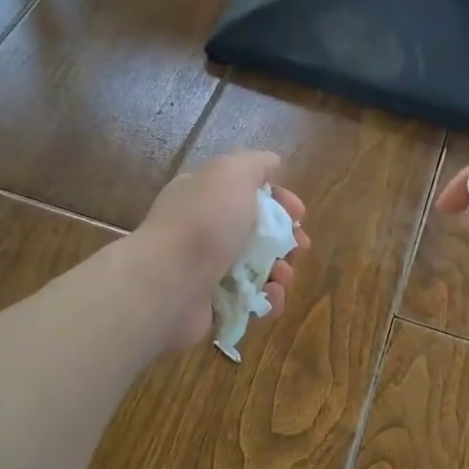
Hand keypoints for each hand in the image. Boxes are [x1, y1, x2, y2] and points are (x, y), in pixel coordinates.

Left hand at [133, 150, 309, 350]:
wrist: (169, 283)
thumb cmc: (204, 222)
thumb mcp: (232, 173)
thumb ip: (256, 164)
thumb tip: (272, 163)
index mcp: (203, 195)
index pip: (248, 193)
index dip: (279, 200)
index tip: (299, 213)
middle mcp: (203, 230)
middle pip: (257, 233)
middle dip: (285, 240)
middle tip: (299, 247)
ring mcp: (206, 270)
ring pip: (257, 269)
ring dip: (281, 271)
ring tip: (283, 275)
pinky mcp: (213, 305)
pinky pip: (250, 301)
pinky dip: (267, 300)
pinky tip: (271, 296)